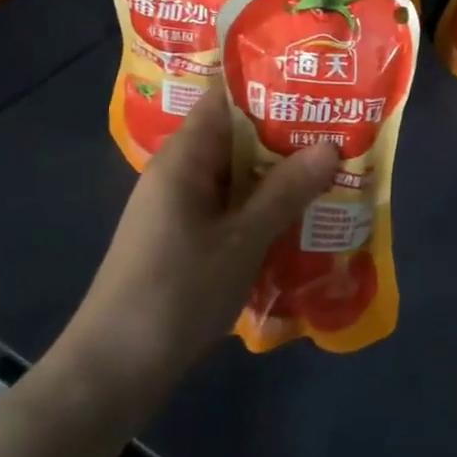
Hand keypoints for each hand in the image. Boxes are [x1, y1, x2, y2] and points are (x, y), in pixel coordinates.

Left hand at [63, 89, 337, 395]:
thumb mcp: (242, 239)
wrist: (115, 369)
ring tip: (333, 171)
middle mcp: (179, 174)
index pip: (225, 101)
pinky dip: (263, 208)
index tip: (318, 87)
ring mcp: (180, 209)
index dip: (270, 89)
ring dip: (278, 176)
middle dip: (286, 136)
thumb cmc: (178, 292)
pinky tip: (300, 218)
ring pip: (237, 177)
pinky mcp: (184, 240)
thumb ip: (285, 191)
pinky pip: (230, 209)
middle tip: (341, 131)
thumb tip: (329, 146)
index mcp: (184, 158)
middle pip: (236, 138)